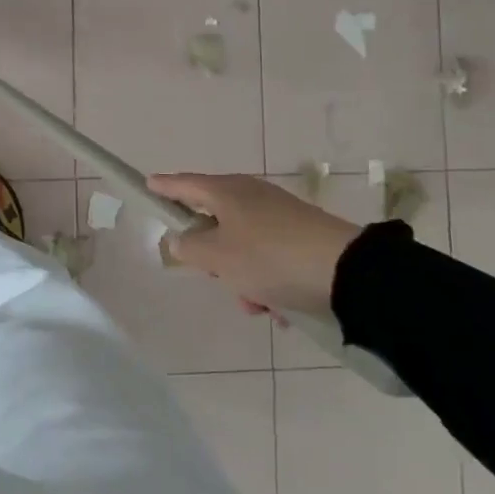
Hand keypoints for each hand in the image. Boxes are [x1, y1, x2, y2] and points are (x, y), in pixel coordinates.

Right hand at [149, 173, 363, 317]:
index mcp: (227, 192)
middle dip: (212, 257)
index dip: (164, 186)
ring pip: (243, 249)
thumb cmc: (269, 258)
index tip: (147, 184)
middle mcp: (252, 197)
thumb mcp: (218, 257)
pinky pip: (270, 261)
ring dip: (242, 279)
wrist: (348, 274)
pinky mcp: (303, 238)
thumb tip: (181, 239)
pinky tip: (279, 309)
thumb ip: (190, 247)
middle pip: (214, 222)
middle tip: (214, 275)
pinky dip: (268, 283)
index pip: (185, 184)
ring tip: (257, 305)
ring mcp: (280, 217)